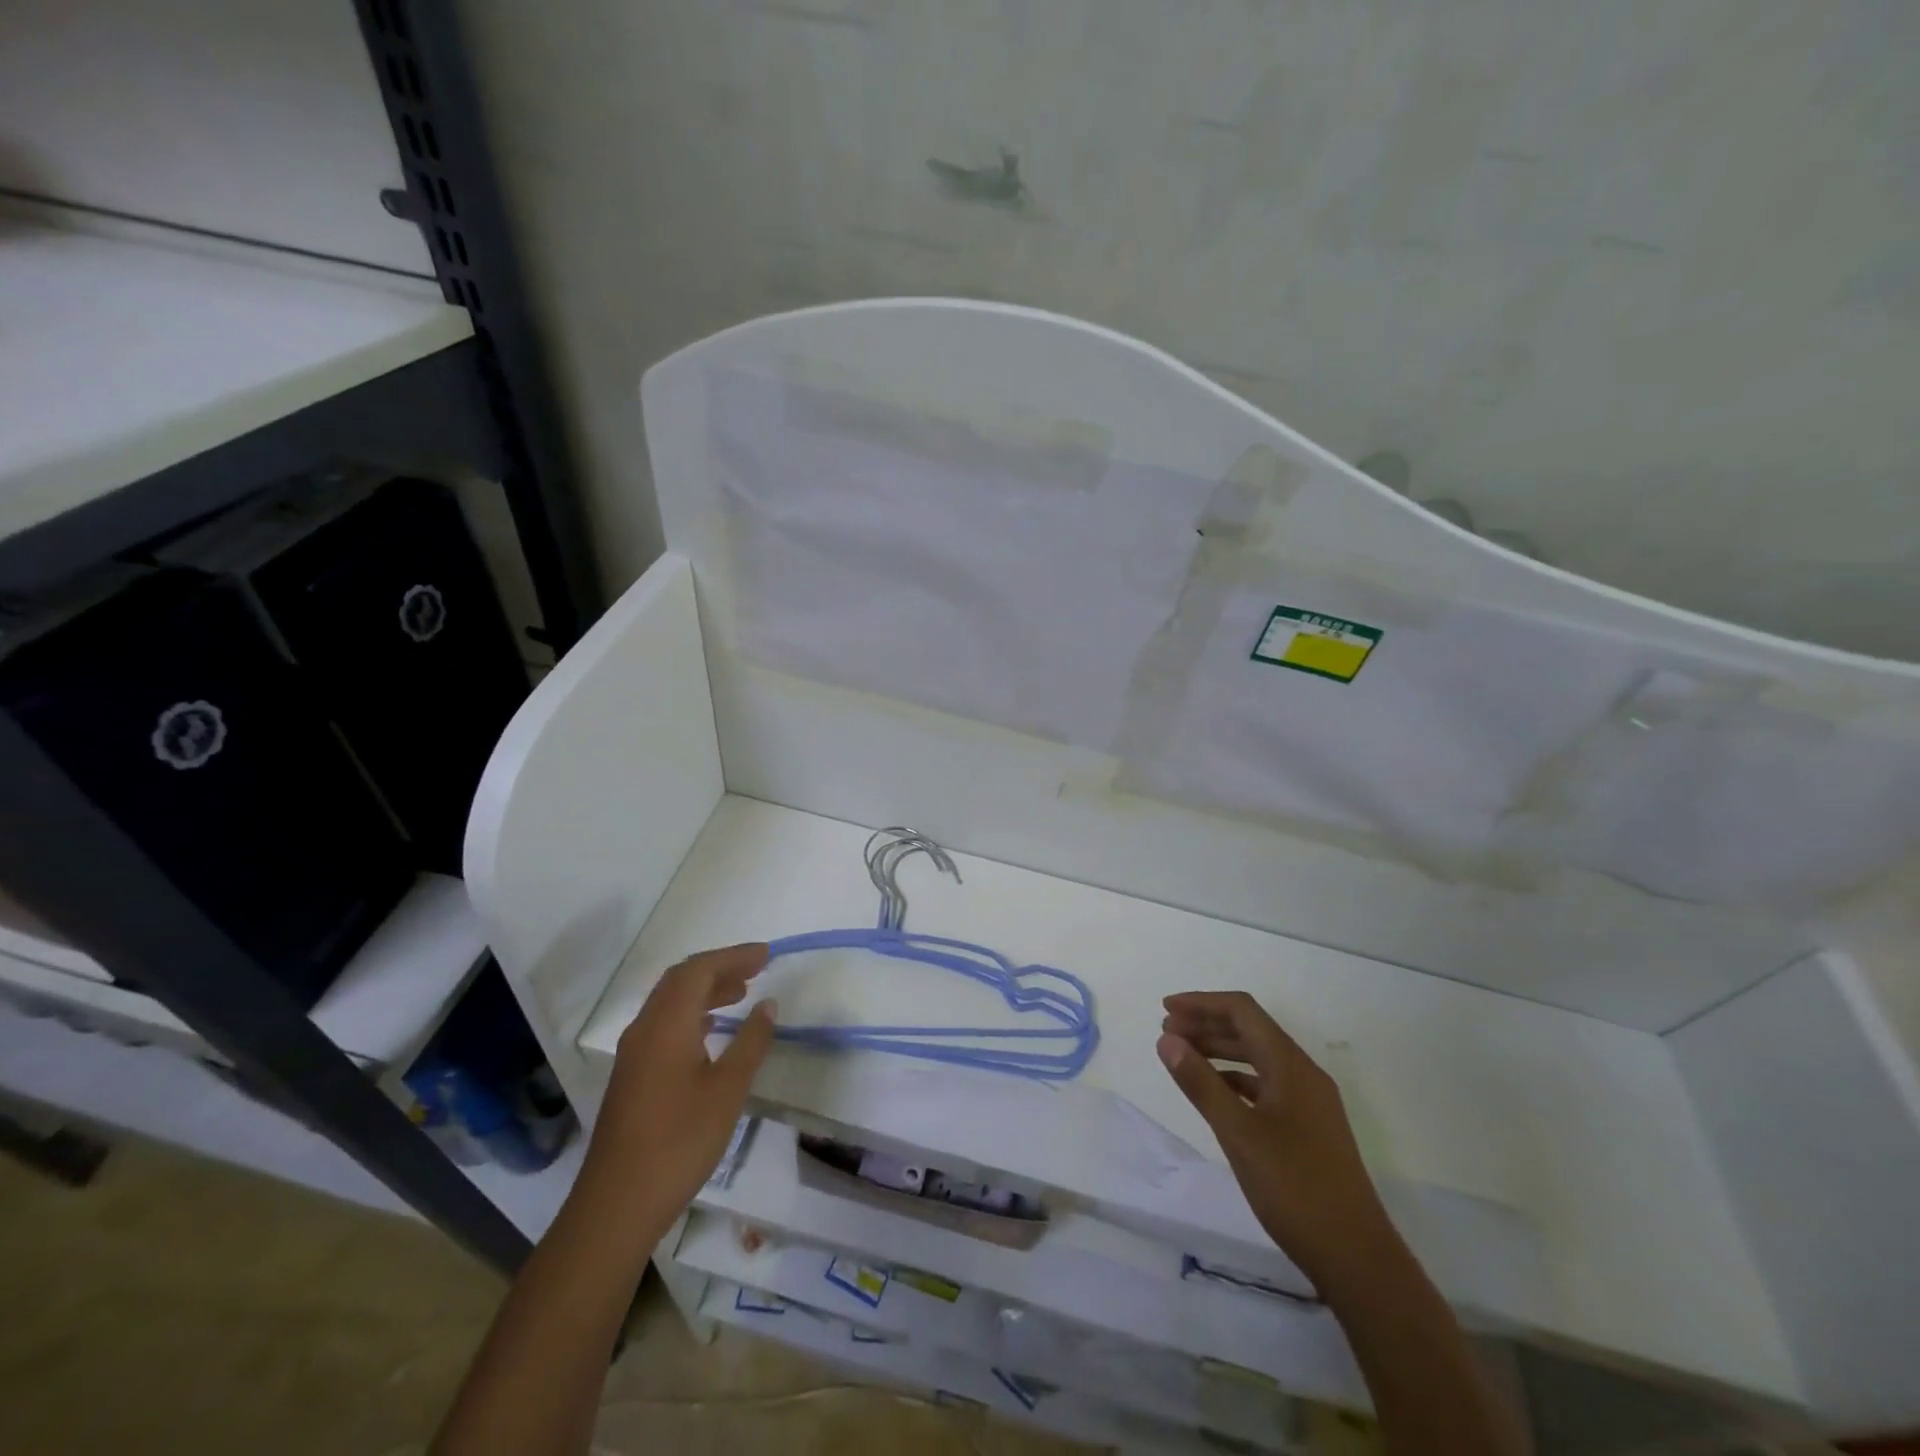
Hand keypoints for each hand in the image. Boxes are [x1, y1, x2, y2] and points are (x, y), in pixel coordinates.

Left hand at [574, 944, 777, 1231]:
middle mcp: (644, 1029)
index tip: (767, 955)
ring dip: (705, 989)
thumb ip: (751, 1042)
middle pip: (680, 979)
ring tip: (741, 993)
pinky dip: (691, 1013)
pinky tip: (711, 1030)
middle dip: (719, 967)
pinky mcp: (632, 1075)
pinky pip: (663, 1024)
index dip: (734, 956)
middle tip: (757, 967)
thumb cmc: (679, 1142)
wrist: (617, 1205)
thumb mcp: (727, 1090)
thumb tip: (768, 1004)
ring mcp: (634, 1053)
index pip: (699, 970)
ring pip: (670, 1002)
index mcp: (666, 1025)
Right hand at [1159, 991, 1393, 1286]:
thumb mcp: (1238, 1133)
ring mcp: (1309, 1102)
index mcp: (1291, 1066)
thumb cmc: (1294, 1189)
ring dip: (1219, 1050)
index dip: (1202, 1003)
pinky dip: (1235, 1078)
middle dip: (1207, 1025)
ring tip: (1183, 1057)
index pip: (1243, 1011)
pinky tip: (1215, 1092)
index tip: (1166, 1009)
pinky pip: (1265, 1084)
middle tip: (1167, 1034)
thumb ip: (1200, 1083)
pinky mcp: (1309, 1128)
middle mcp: (1303, 1074)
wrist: (1357, 1257)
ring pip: (1258, 1058)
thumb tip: (1167, 1039)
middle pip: (1251, 1030)